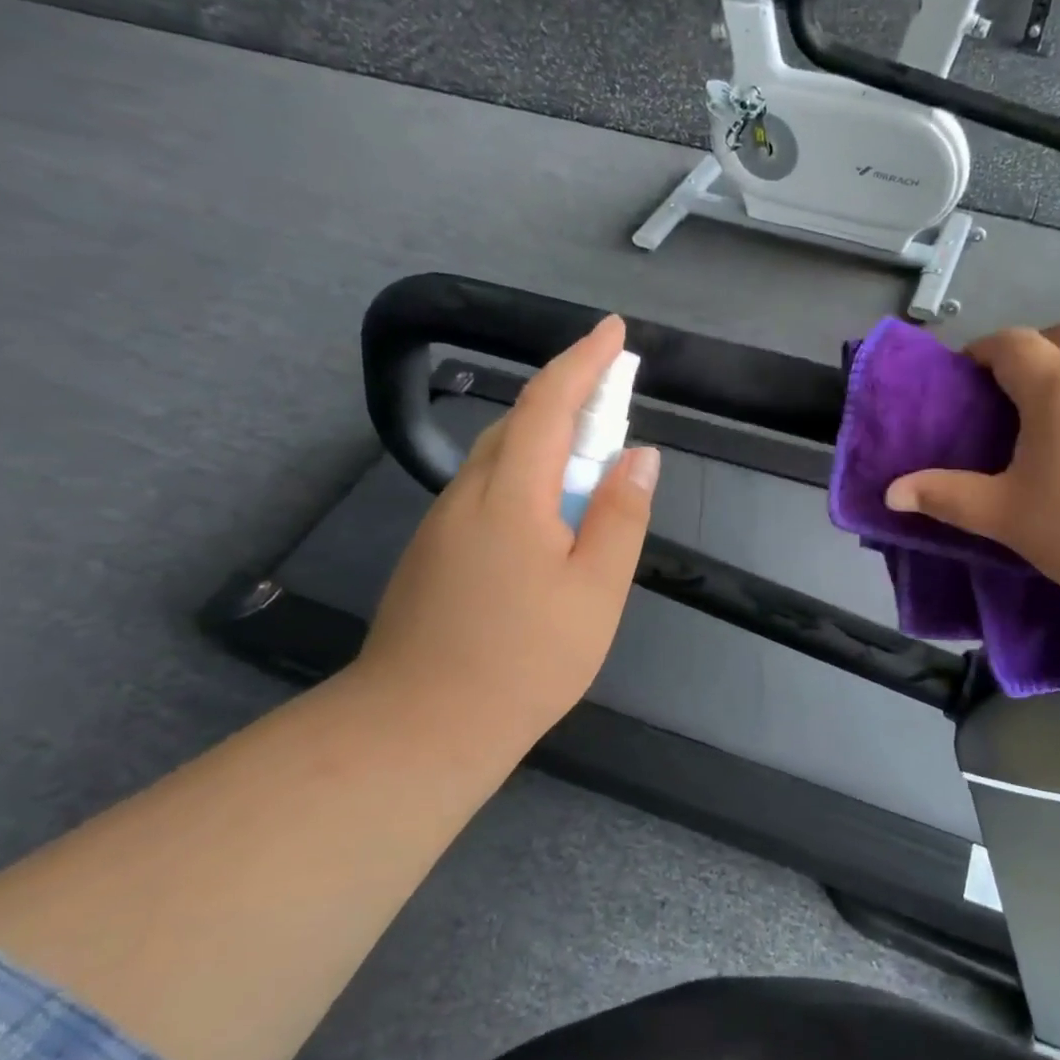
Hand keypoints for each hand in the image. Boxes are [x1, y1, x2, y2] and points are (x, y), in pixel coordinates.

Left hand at [355, 315, 660, 740]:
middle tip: (616, 397)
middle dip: (570, 394)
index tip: (614, 331)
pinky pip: (488, 489)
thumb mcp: (596, 590)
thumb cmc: (525, 660)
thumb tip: (640, 453)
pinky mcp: (434, 551)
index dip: (584, 360)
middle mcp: (470, 492)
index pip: (549, 401)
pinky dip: (527, 474)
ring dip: (549, 437)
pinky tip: (548, 515)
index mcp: (512, 493)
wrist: (419, 727)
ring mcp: (444, 522)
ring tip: (592, 459)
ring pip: (502, 456)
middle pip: (522, 421)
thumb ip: (621, 515)